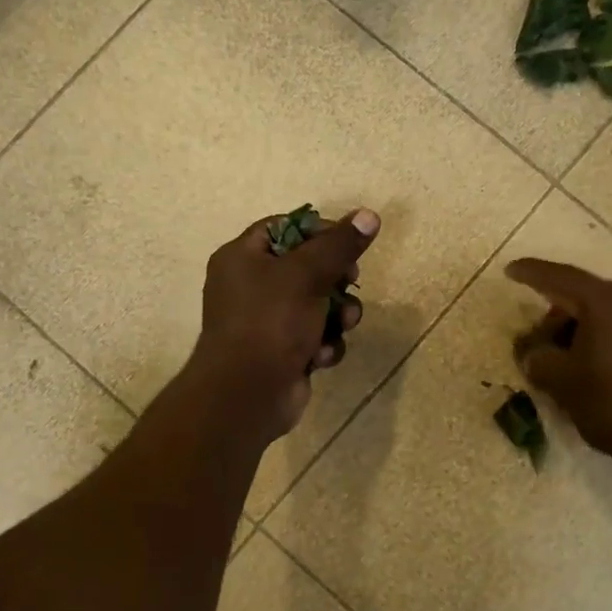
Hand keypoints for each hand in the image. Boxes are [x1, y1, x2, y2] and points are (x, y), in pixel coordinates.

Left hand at [190, 209, 379, 442]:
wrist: (248, 395)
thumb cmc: (270, 323)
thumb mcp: (307, 275)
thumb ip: (339, 245)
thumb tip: (369, 215)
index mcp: (242, 258)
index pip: (285, 228)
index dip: (319, 232)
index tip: (347, 243)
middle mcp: (249, 286)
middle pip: (306, 267)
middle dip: (335, 280)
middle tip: (350, 281)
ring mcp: (266, 322)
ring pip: (317, 305)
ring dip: (337, 315)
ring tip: (342, 325)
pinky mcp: (282, 352)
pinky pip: (314, 337)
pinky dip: (323, 344)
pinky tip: (321, 357)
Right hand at [506, 259, 611, 470]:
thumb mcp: (564, 384)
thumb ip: (538, 359)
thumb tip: (533, 352)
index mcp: (607, 301)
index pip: (560, 277)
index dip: (531, 273)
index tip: (510, 270)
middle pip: (585, 297)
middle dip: (556, 318)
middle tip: (537, 347)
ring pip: (609, 314)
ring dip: (582, 331)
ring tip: (568, 364)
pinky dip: (607, 340)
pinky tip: (599, 368)